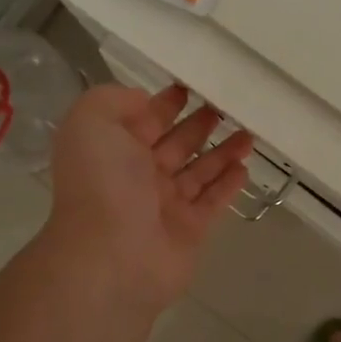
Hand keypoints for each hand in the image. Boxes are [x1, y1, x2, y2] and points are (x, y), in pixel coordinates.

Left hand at [45, 84, 253, 318]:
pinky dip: (229, 184)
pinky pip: (213, 201)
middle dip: (200, 123)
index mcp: (114, 149)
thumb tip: (145, 100)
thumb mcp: (91, 122)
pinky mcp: (190, 230)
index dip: (167, 101)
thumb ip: (114, 100)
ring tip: (249, 132)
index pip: (145, 118)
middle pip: (176, 142)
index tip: (195, 84)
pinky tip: (245, 167)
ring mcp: (165, 205)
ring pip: (199, 171)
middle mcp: (138, 175)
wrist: (111, 257)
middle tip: (230, 105)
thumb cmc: (102, 184)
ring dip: (223, 151)